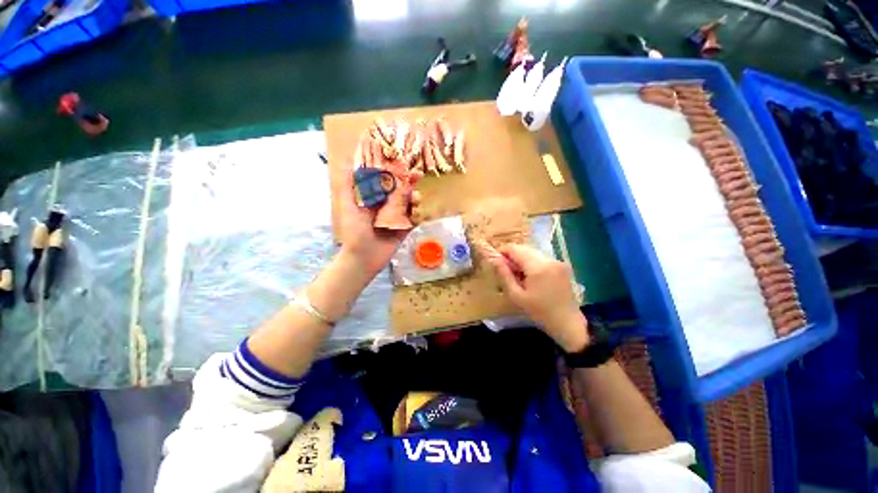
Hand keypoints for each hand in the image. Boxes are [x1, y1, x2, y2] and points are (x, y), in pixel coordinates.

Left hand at [338, 167, 419, 276]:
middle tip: (418, 175)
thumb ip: (348, 186)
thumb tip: (347, 162)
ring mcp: (397, 217)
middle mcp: (387, 206)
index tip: (402, 162)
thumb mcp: (348, 207)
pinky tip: (417, 212)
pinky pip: (415, 219)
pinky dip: (418, 214)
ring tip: (416, 198)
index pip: (386, 181)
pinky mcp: (405, 229)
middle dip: (410, 181)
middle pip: (401, 190)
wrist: (363, 258)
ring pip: (410, 203)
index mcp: (374, 198)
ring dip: (415, 197)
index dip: (395, 171)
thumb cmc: (353, 231)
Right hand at [479, 242, 588, 352]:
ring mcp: (557, 261)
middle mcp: (549, 259)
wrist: (567, 323)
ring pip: (532, 252)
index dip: (502, 251)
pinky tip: (531, 277)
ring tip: (518, 275)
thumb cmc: (539, 312)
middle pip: (524, 248)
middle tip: (506, 271)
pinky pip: (541, 257)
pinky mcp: (562, 265)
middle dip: (512, 256)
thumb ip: (504, 275)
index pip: (515, 248)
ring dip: (522, 259)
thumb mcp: (516, 296)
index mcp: (538, 267)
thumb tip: (495, 259)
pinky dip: (532, 262)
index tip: (496, 262)